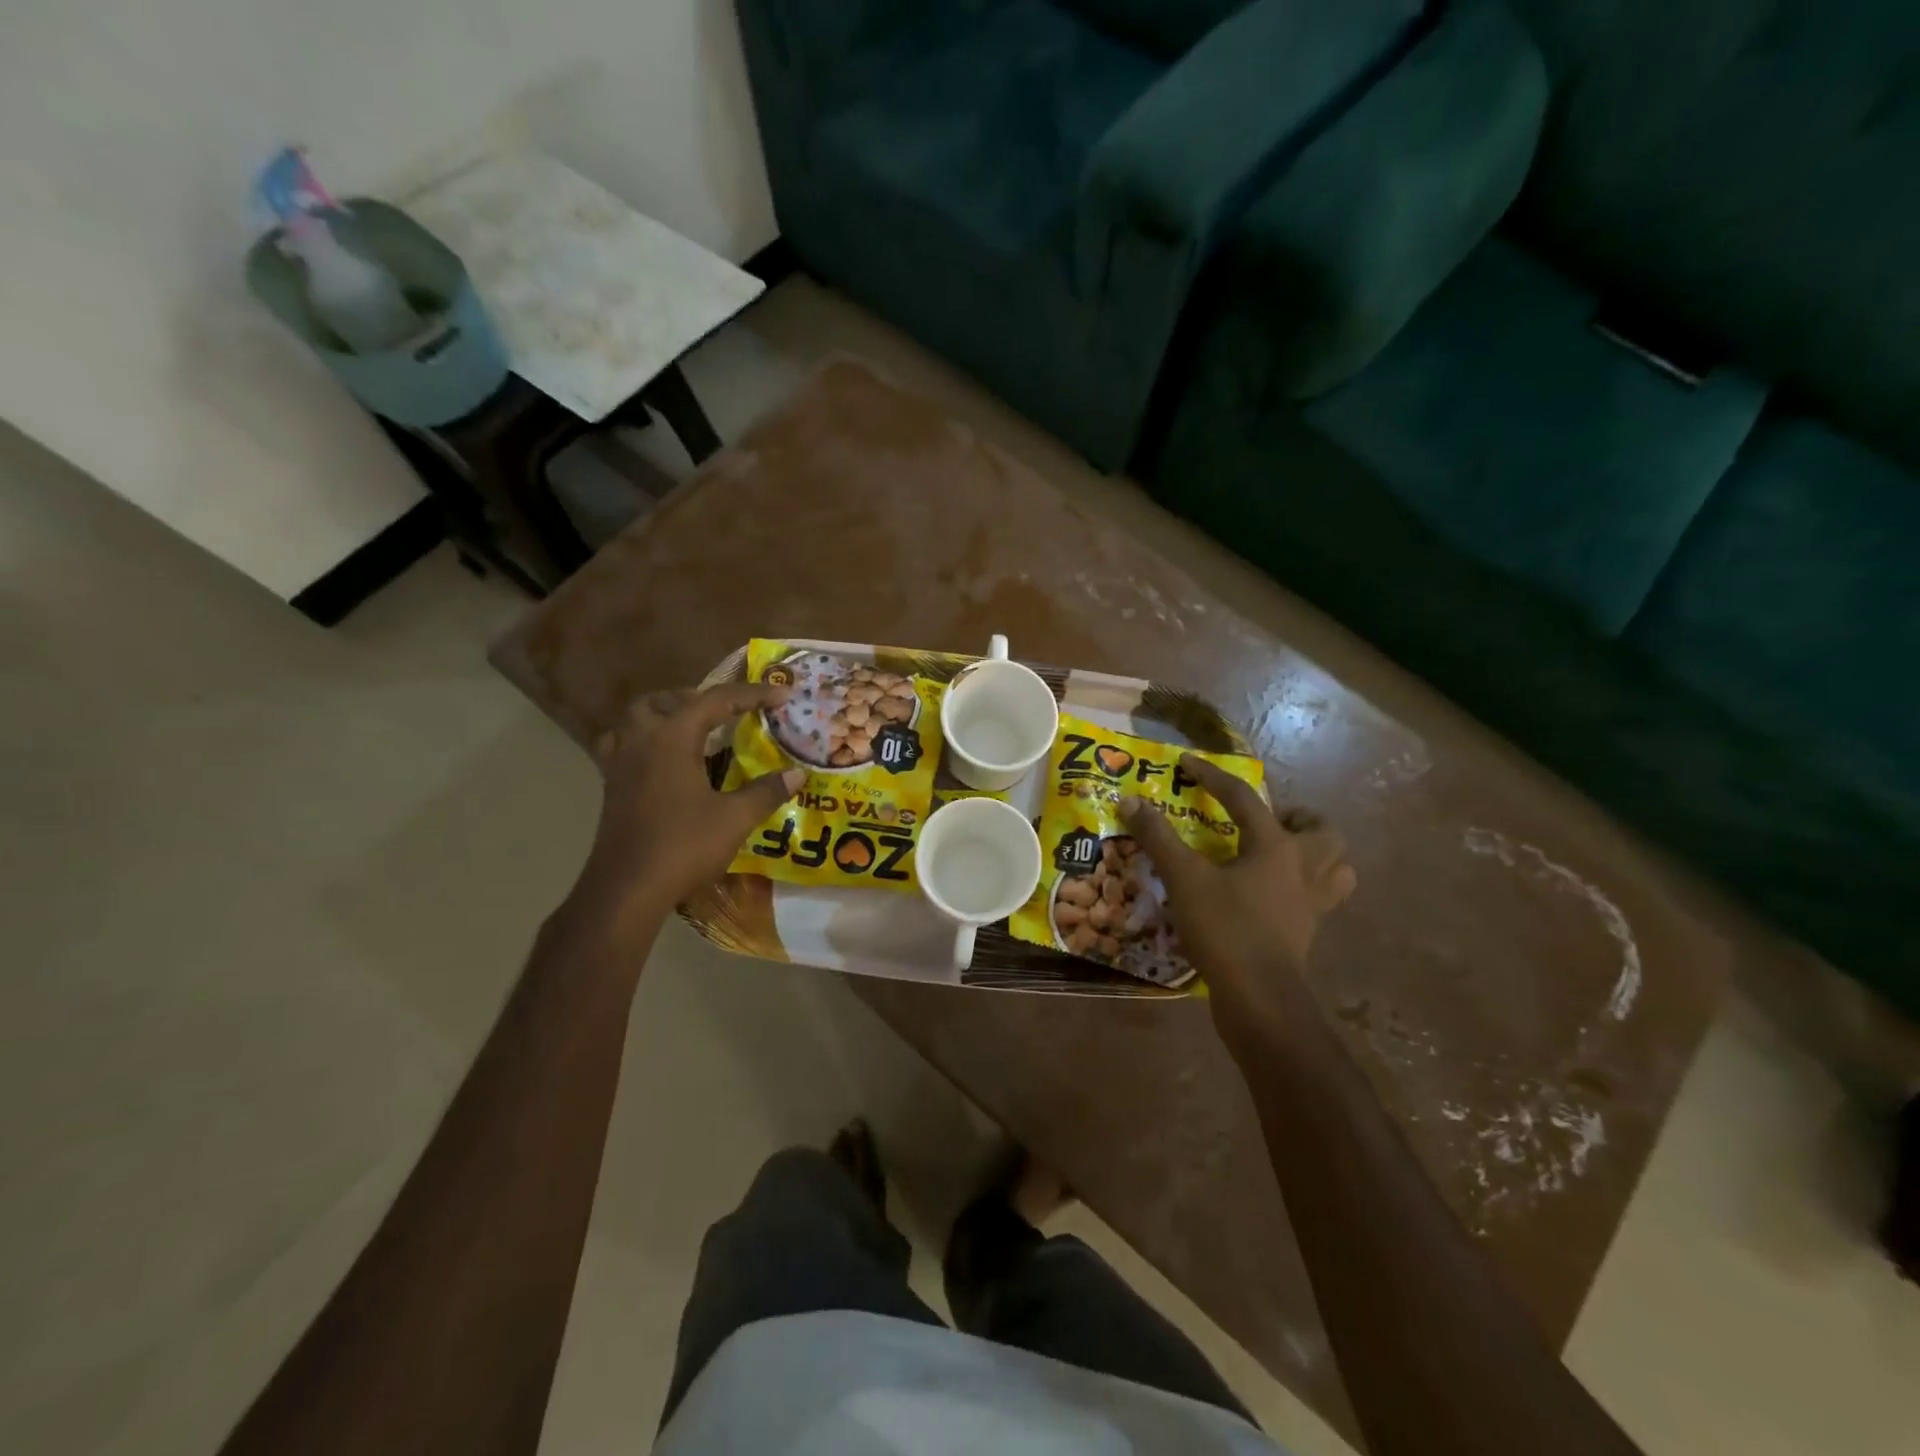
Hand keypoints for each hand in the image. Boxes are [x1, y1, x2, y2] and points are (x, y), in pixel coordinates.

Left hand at [570, 683, 803, 928]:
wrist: (627, 889)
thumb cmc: (682, 847)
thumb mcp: (734, 819)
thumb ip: (766, 792)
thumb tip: (797, 774)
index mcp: (672, 738)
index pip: (716, 701)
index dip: (753, 695)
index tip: (783, 695)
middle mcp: (641, 740)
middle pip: (666, 701)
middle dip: (699, 698)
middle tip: (729, 711)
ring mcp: (620, 763)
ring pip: (637, 719)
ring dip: (666, 714)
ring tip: (693, 728)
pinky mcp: (611, 786)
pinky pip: (625, 745)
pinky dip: (646, 740)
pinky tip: (664, 760)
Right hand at [1118, 756, 1355, 1030]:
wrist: (1260, 998)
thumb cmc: (1225, 929)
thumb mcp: (1184, 879)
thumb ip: (1158, 838)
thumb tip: (1130, 800)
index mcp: (1276, 846)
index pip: (1243, 798)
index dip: (1211, 776)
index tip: (1187, 763)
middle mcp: (1304, 868)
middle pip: (1323, 832)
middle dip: (1299, 819)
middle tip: (1268, 821)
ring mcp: (1313, 904)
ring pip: (1336, 867)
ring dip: (1317, 854)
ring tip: (1283, 855)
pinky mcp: (1308, 932)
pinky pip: (1321, 900)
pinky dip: (1306, 889)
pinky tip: (1275, 895)